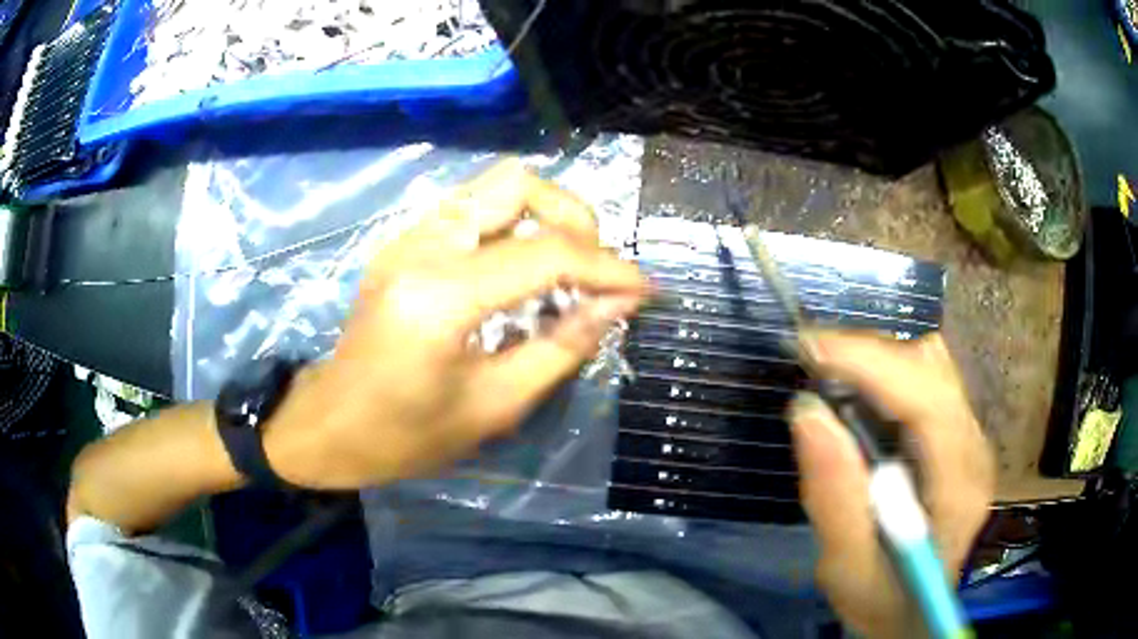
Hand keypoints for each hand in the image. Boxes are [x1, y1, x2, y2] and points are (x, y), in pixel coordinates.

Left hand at [263, 160, 647, 489]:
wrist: (329, 426)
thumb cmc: (406, 436)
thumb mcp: (494, 406)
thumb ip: (563, 346)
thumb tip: (619, 303)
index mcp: (440, 295)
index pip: (546, 254)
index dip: (608, 268)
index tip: (645, 289)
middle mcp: (422, 245)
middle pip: (518, 183)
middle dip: (574, 217)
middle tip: (593, 271)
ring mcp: (408, 237)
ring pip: (496, 186)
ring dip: (544, 216)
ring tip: (566, 269)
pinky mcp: (404, 243)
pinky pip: (474, 209)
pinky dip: (514, 226)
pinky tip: (522, 272)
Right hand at [789, 331, 994, 638]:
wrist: (914, 609)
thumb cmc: (882, 598)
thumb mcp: (846, 567)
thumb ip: (833, 497)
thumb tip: (807, 411)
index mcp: (957, 487)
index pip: (927, 399)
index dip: (871, 363)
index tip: (811, 348)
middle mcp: (974, 448)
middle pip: (932, 369)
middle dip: (870, 356)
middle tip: (814, 367)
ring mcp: (971, 437)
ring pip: (932, 366)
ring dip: (879, 363)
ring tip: (835, 381)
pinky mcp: (959, 435)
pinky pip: (928, 380)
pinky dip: (889, 375)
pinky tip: (862, 399)